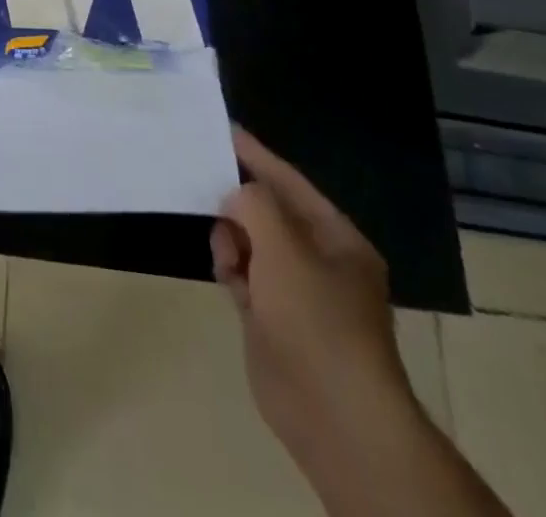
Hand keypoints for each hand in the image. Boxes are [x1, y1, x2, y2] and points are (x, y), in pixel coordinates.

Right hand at [211, 124, 415, 466]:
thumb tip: (235, 196)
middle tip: (208, 194)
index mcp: (337, 238)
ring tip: (228, 257)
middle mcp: (319, 260)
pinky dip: (232, 270)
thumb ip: (254, 203)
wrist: (332, 415)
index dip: (256, 155)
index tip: (223, 130)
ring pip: (250, 242)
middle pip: (267, 212)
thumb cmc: (315, 317)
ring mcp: (296, 291)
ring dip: (232, 240)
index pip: (289, 181)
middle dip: (238, 203)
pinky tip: (227, 278)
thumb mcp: (283, 243)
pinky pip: (244, 274)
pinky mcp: (273, 319)